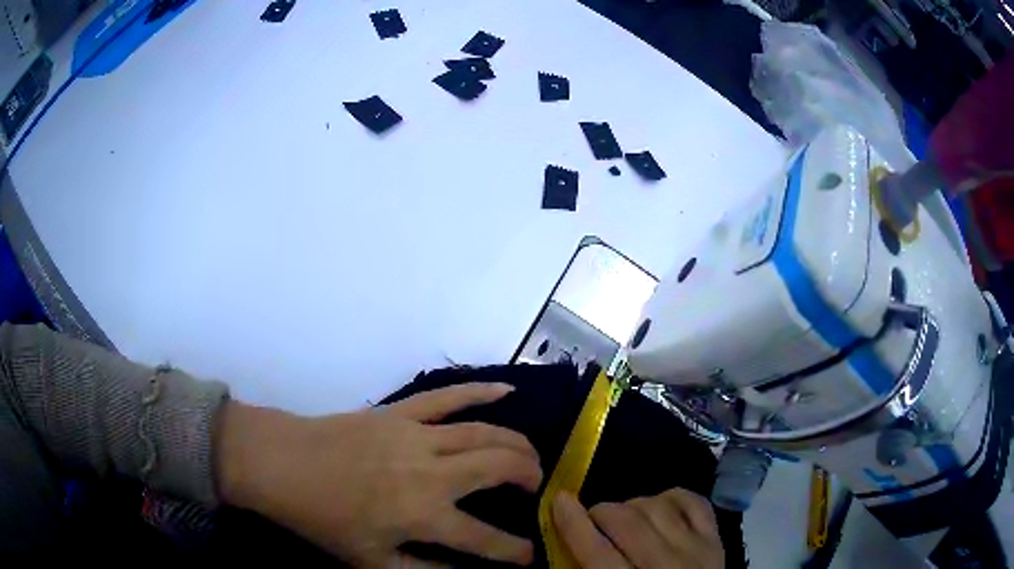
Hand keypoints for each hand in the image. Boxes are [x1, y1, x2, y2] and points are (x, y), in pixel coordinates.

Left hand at [218, 383, 542, 566]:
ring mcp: (417, 435)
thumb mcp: (370, 561)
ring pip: (485, 433)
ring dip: (517, 444)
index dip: (516, 550)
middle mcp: (431, 472)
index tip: (530, 555)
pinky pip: (448, 396)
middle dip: (530, 478)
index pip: (486, 539)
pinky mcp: (401, 412)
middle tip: (537, 489)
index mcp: (422, 515)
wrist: (283, 465)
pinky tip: (507, 392)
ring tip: (532, 456)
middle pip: (500, 467)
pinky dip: (481, 391)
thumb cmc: (324, 518)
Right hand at [553, 489, 723, 568]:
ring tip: (627, 517)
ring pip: (657, 506)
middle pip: (626, 522)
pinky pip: (693, 501)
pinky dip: (671, 497)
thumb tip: (565, 546)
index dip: (573, 522)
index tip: (559, 500)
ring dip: (633, 505)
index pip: (596, 551)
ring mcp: (695, 548)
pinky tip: (660, 507)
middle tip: (594, 519)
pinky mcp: (715, 538)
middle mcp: (664, 565)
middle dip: (601, 511)